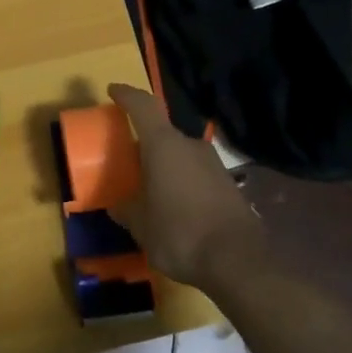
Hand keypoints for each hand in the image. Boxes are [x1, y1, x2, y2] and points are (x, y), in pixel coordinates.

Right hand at [107, 83, 264, 291]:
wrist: (238, 260)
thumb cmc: (179, 232)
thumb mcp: (141, 225)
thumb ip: (126, 210)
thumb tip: (117, 206)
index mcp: (164, 145)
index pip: (143, 106)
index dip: (127, 95)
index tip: (113, 91)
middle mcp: (190, 146)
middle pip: (163, 134)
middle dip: (145, 146)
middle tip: (129, 163)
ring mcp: (214, 164)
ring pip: (181, 156)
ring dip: (166, 168)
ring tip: (151, 191)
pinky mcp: (228, 185)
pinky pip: (196, 175)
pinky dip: (182, 184)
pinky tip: (175, 209)